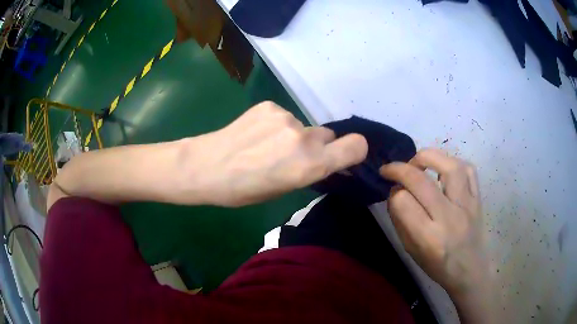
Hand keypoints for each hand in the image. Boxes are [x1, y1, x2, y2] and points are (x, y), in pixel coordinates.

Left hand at [188, 102, 367, 206]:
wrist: (204, 166)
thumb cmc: (242, 191)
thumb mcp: (283, 190)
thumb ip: (310, 172)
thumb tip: (325, 162)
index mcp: (310, 165)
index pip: (356, 146)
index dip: (354, 151)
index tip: (342, 157)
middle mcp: (304, 137)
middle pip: (328, 135)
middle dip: (317, 146)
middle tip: (292, 157)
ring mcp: (286, 116)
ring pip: (303, 126)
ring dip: (293, 136)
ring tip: (265, 146)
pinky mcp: (269, 105)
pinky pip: (283, 116)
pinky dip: (275, 125)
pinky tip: (255, 135)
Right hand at [380, 149, 488, 301]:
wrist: (471, 270)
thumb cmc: (439, 266)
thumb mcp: (412, 251)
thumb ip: (401, 221)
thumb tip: (395, 192)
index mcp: (429, 238)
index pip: (403, 203)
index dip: (393, 194)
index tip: (392, 194)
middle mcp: (449, 218)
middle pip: (421, 181)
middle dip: (400, 169)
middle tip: (391, 169)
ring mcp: (467, 205)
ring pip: (449, 166)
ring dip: (428, 157)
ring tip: (418, 163)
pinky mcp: (478, 198)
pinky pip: (468, 169)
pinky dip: (452, 162)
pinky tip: (443, 168)